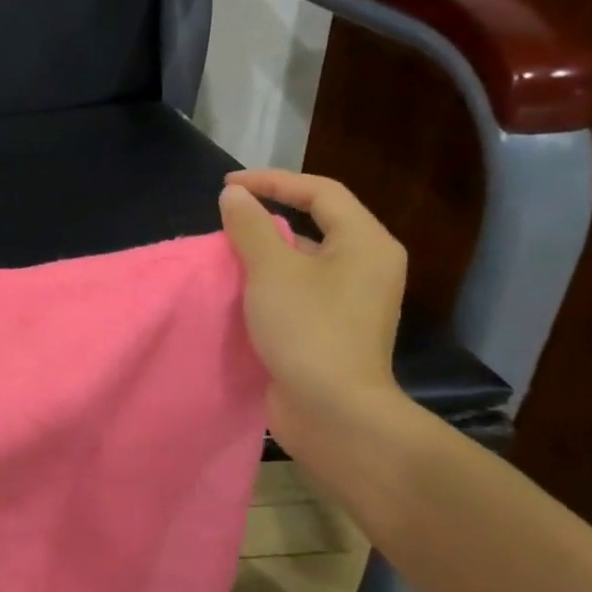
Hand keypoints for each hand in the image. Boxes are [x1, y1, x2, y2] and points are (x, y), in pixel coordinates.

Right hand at [217, 170, 413, 463]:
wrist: (334, 411)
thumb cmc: (308, 330)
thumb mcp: (271, 271)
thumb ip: (250, 227)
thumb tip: (234, 195)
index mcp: (365, 243)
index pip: (320, 192)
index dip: (273, 181)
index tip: (227, 186)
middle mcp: (366, 266)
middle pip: (316, 223)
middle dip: (268, 215)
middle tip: (226, 216)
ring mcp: (351, 300)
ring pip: (305, 258)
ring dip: (265, 250)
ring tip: (225, 252)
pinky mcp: (332, 327)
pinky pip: (299, 288)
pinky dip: (268, 281)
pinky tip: (239, 290)